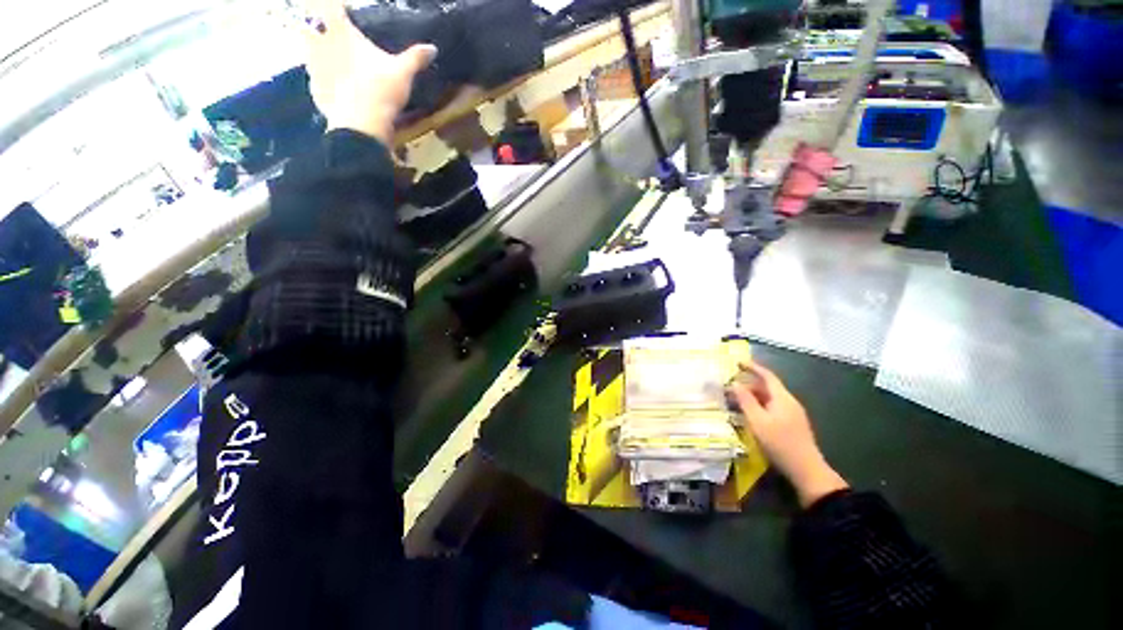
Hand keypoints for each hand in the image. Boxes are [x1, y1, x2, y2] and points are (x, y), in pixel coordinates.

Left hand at [302, 0, 437, 143]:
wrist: (361, 124)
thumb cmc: (380, 90)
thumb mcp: (403, 73)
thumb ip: (415, 58)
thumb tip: (432, 48)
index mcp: (342, 33)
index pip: (331, 6)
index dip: (335, 6)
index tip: (342, 9)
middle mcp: (321, 44)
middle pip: (308, 23)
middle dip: (314, 25)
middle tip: (327, 32)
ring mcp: (314, 68)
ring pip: (307, 51)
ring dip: (316, 52)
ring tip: (331, 61)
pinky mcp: (314, 90)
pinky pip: (314, 79)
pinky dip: (322, 80)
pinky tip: (335, 89)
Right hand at [729, 361, 848, 506]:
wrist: (806, 469)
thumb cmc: (779, 443)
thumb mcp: (757, 421)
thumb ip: (745, 400)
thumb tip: (735, 384)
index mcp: (782, 398)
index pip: (767, 376)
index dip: (753, 367)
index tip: (737, 362)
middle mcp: (789, 402)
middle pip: (767, 387)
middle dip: (748, 384)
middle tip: (730, 386)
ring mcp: (792, 413)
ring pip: (769, 398)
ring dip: (752, 396)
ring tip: (736, 400)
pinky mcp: (792, 424)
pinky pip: (772, 407)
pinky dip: (759, 405)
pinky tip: (749, 414)